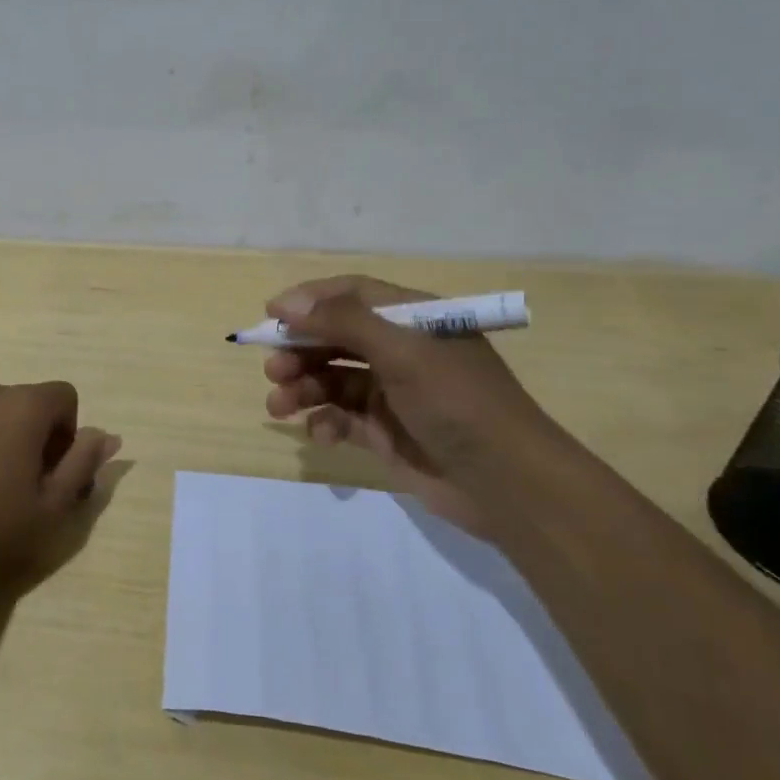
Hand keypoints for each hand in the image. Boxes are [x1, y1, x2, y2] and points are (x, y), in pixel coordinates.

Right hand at [261, 275, 565, 535]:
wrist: (508, 485)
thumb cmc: (458, 403)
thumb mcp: (403, 352)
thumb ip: (344, 322)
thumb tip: (287, 304)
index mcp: (414, 319)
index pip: (353, 294)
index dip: (310, 301)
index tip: (270, 315)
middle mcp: (401, 350)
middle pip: (336, 338)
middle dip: (300, 350)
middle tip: (273, 369)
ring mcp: (393, 393)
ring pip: (333, 380)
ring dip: (303, 388)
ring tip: (280, 406)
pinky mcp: (386, 432)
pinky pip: (342, 418)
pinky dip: (325, 423)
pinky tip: (320, 435)